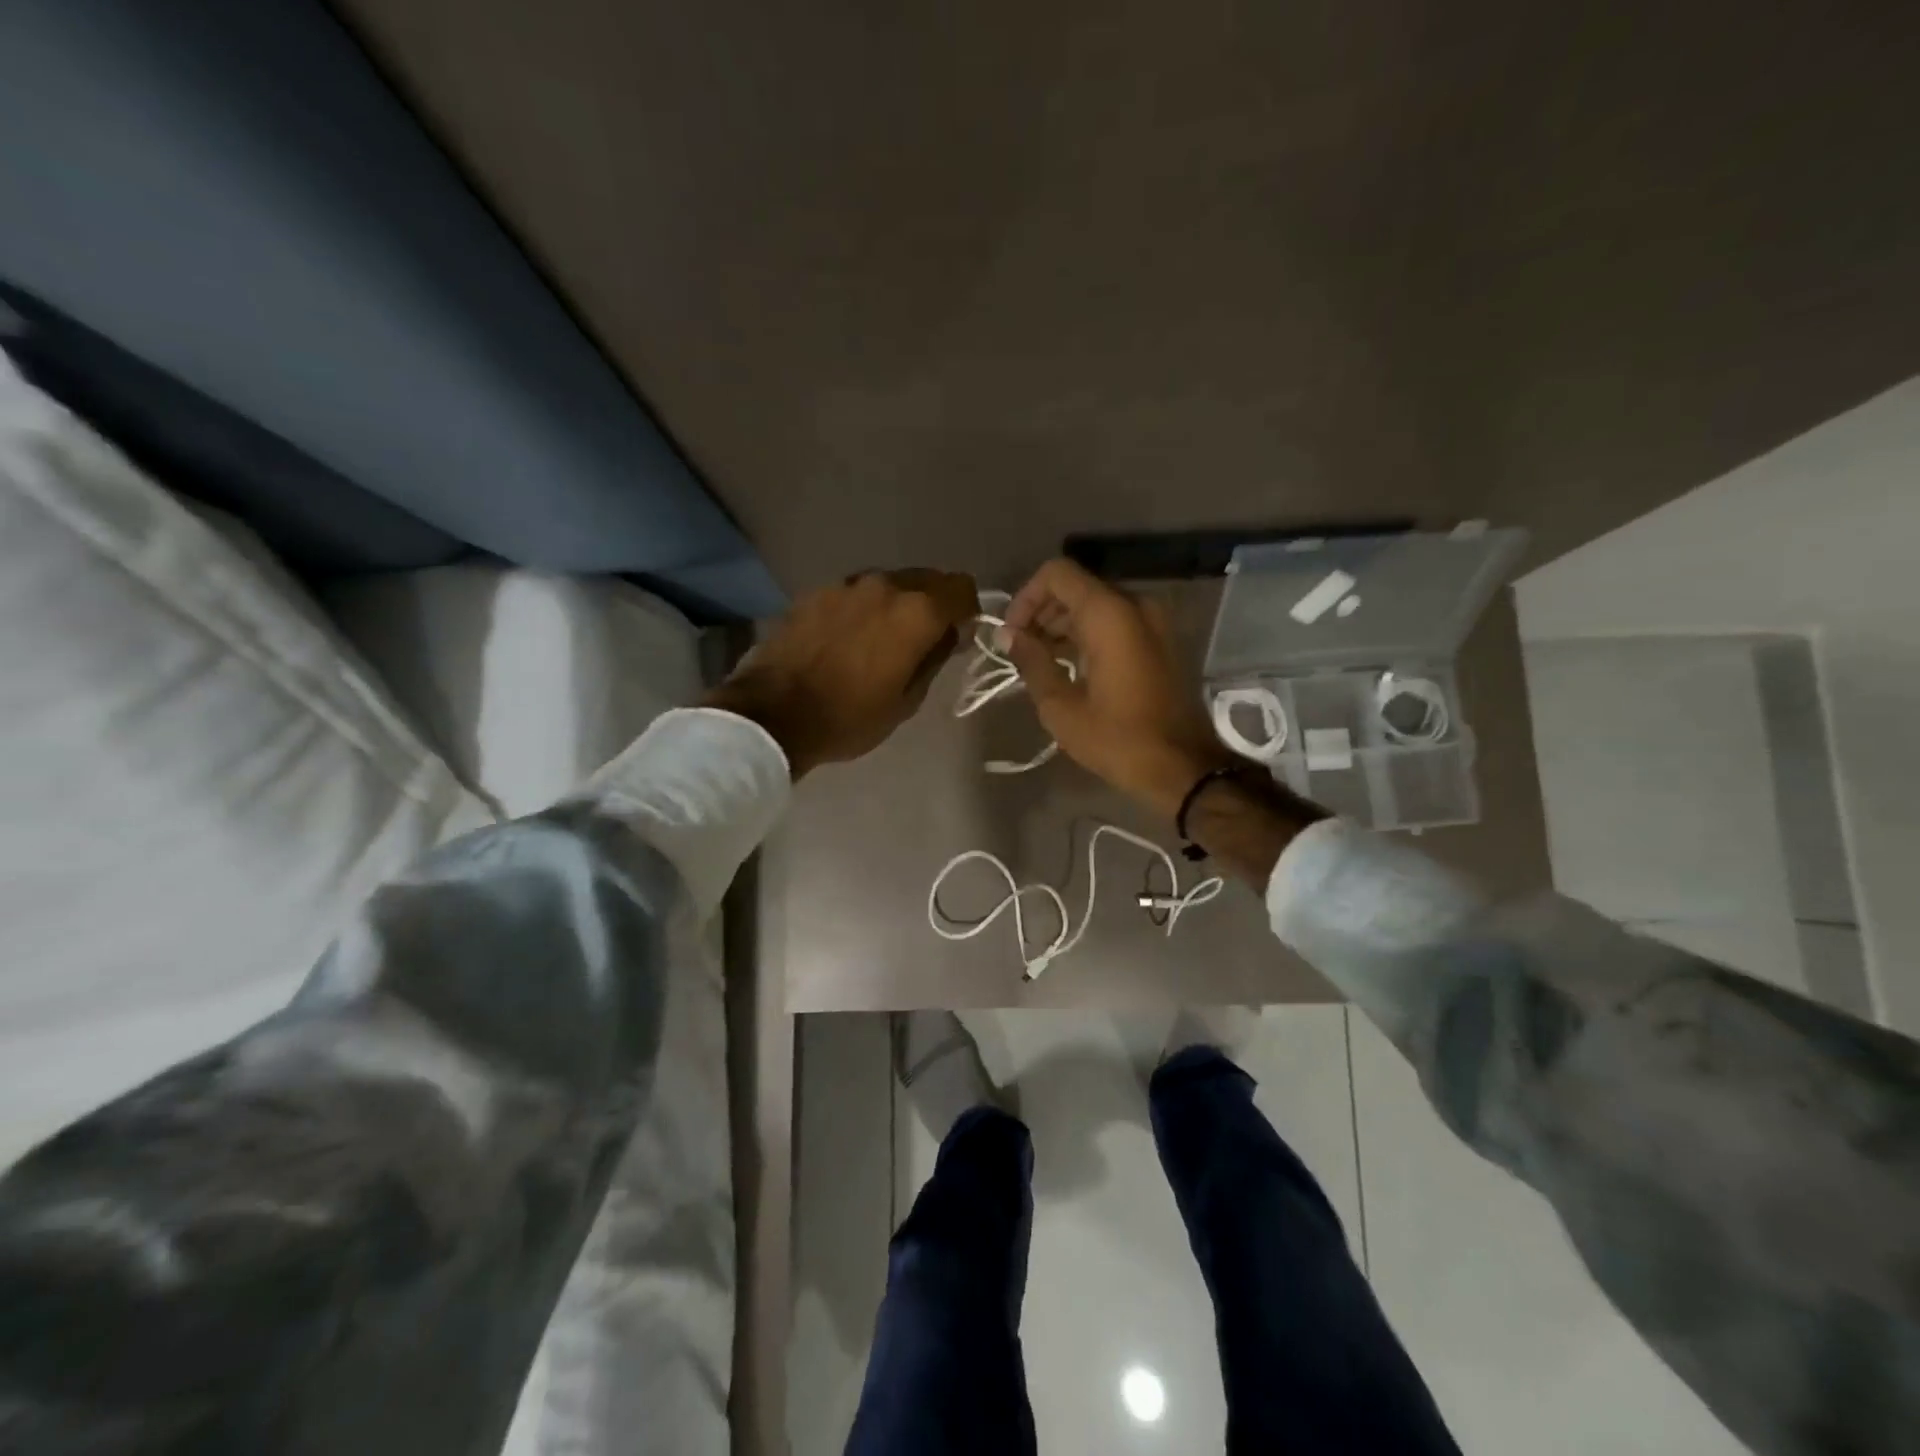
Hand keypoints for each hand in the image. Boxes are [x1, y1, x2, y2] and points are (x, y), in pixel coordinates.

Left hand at [706, 568, 978, 776]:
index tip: (959, 634)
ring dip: (896, 605)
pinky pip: (856, 593)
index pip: (961, 588)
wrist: (772, 715)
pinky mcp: (815, 592)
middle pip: (926, 579)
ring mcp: (846, 585)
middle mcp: (884, 585)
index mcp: (915, 612)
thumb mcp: (906, 701)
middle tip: (923, 639)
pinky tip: (848, 638)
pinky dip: (863, 608)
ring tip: (881, 640)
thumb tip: (948, 634)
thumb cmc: (848, 717)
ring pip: (889, 584)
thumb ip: (934, 658)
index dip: (968, 610)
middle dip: (933, 604)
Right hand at [1001, 559, 1232, 815]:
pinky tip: (1070, 666)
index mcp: (1109, 614)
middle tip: (1021, 650)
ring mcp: (1153, 622)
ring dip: (1064, 624)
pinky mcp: (1160, 641)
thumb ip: (1032, 662)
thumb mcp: (1062, 707)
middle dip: (1042, 612)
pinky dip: (1088, 634)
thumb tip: (1008, 636)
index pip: (1057, 574)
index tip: (1013, 633)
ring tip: (1041, 661)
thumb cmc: (1118, 739)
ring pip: (1096, 604)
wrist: (1183, 768)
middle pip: (1077, 588)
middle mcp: (1134, 606)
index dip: (1026, 597)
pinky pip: (1116, 622)